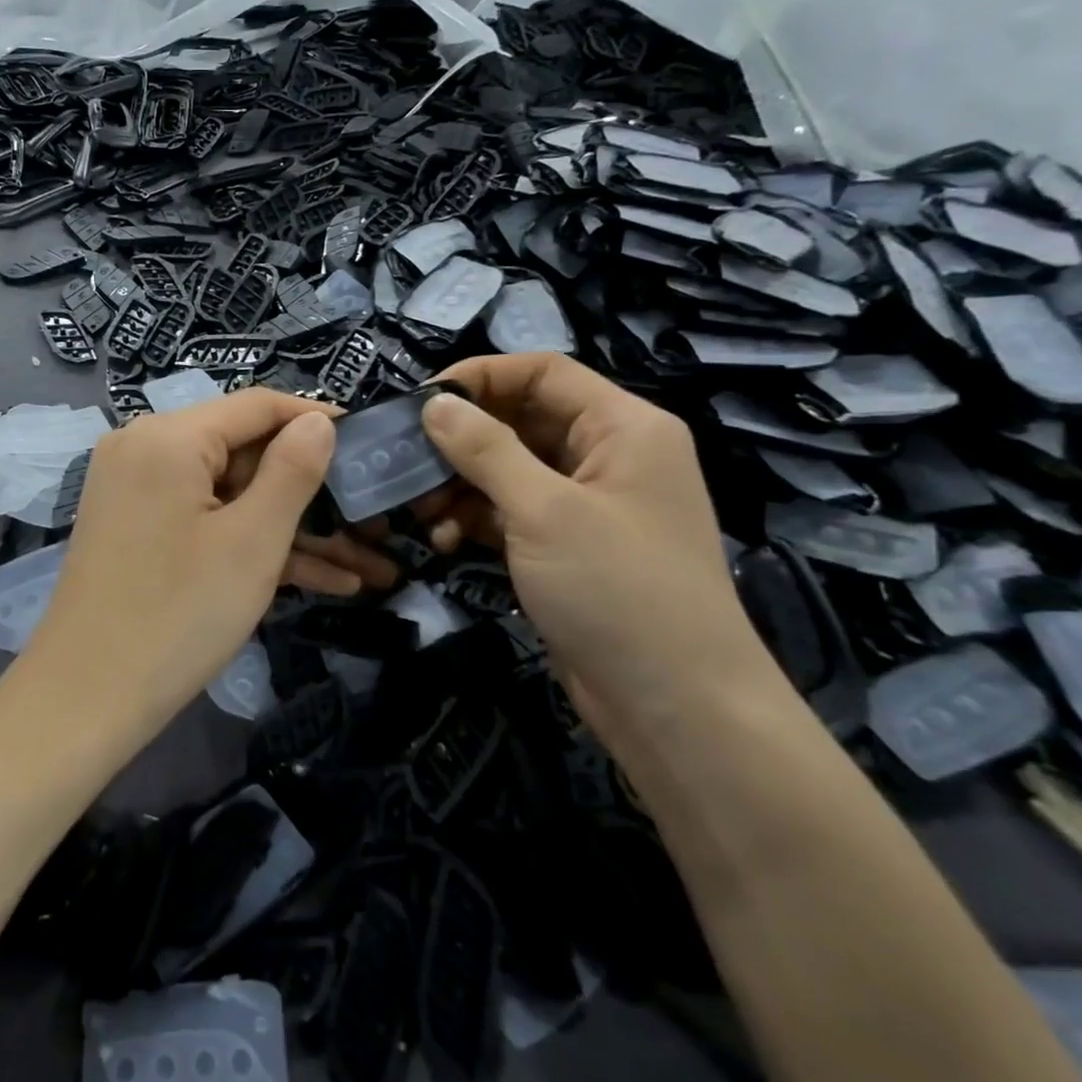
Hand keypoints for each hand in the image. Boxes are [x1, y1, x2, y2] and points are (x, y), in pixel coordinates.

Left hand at [22, 391, 390, 733]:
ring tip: (363, 562)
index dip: (314, 420)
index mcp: (168, 436)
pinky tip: (317, 579)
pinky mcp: (135, 526)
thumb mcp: (252, 542)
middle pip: (242, 451)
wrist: (86, 699)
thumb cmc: (179, 615)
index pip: (257, 406)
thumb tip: (316, 420)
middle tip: (370, 518)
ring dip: (288, 526)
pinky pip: (201, 517)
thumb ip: (292, 470)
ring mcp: (135, 489)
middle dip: (308, 490)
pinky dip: (247, 541)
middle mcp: (144, 447)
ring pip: (228, 492)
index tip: (367, 442)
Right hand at [415, 354, 791, 757]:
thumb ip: (484, 449)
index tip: (419, 399)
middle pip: (521, 419)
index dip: (480, 376)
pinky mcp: (567, 546)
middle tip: (407, 460)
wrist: (675, 708)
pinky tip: (441, 540)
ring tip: (418, 509)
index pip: (543, 372)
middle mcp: (608, 456)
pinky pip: (511, 511)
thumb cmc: (617, 589)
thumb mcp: (543, 510)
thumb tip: (433, 401)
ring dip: (460, 484)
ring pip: (509, 469)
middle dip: (461, 439)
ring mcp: (587, 504)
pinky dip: (474, 518)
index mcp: (623, 427)